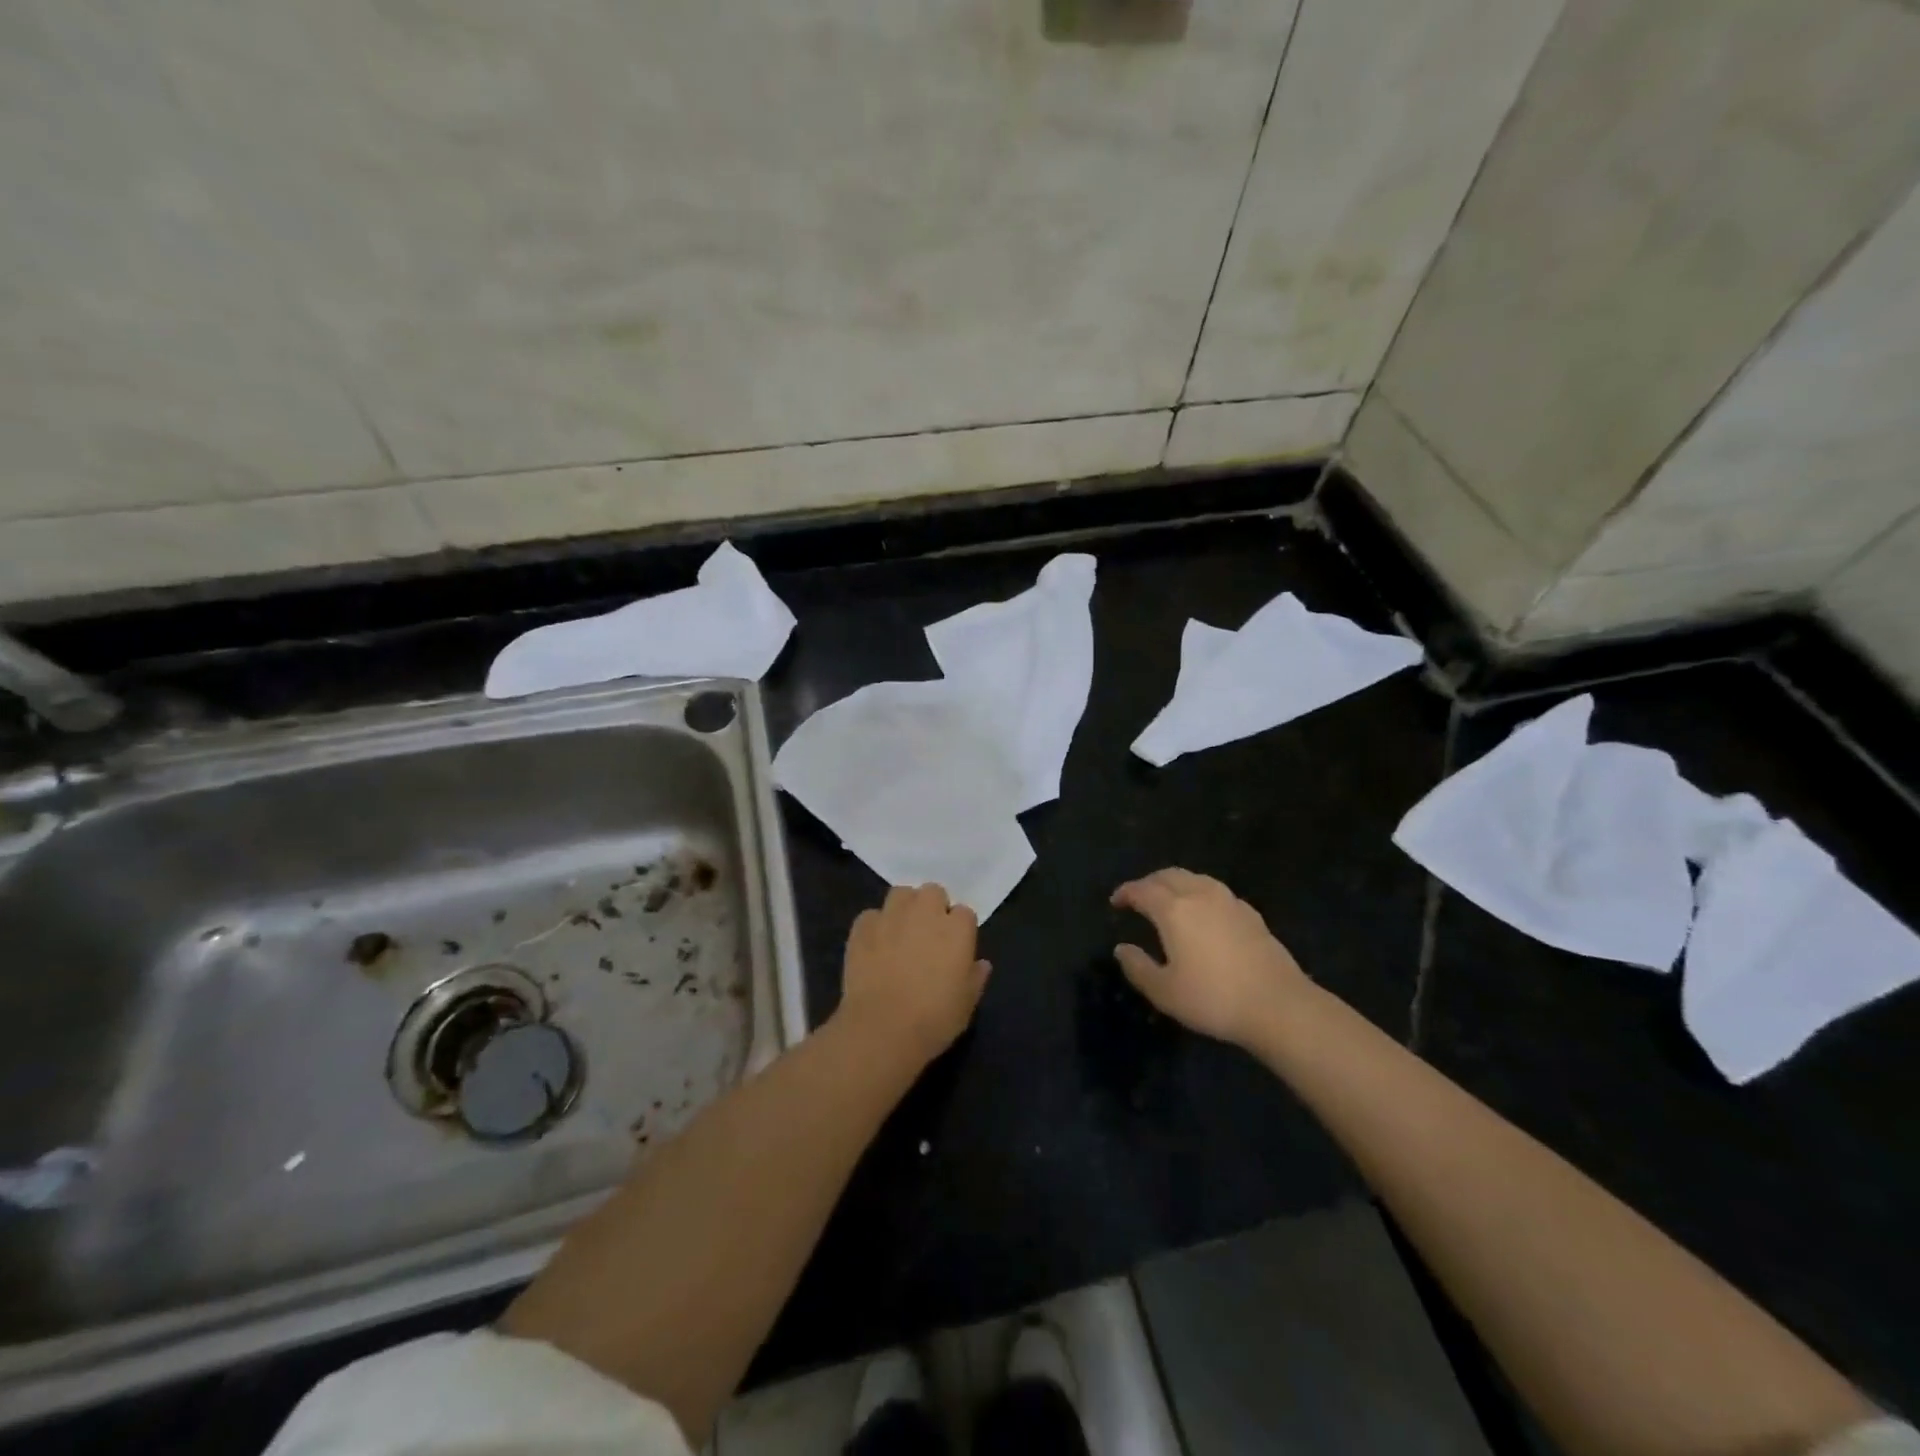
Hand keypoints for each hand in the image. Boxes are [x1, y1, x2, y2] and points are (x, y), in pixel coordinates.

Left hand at [836, 884, 990, 1063]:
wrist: (882, 1027)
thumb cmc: (934, 1018)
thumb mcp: (967, 1004)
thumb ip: (976, 977)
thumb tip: (981, 964)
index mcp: (957, 928)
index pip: (965, 913)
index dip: (959, 929)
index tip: (954, 948)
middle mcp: (925, 912)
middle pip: (933, 892)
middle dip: (932, 908)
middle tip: (928, 936)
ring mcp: (892, 915)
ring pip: (901, 894)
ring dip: (904, 907)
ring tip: (900, 932)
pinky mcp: (863, 926)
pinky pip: (871, 915)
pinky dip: (875, 926)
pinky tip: (874, 947)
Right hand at [1111, 868, 1310, 1047]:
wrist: (1279, 1006)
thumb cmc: (1214, 999)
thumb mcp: (1165, 992)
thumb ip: (1138, 967)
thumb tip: (1122, 948)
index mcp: (1174, 910)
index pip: (1142, 890)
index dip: (1126, 893)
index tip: (1116, 902)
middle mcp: (1200, 896)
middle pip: (1169, 875)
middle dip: (1149, 882)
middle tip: (1138, 897)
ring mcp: (1229, 902)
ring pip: (1195, 878)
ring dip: (1175, 883)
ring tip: (1168, 899)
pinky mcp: (1251, 914)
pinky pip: (1216, 891)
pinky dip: (1199, 892)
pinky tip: (1203, 912)